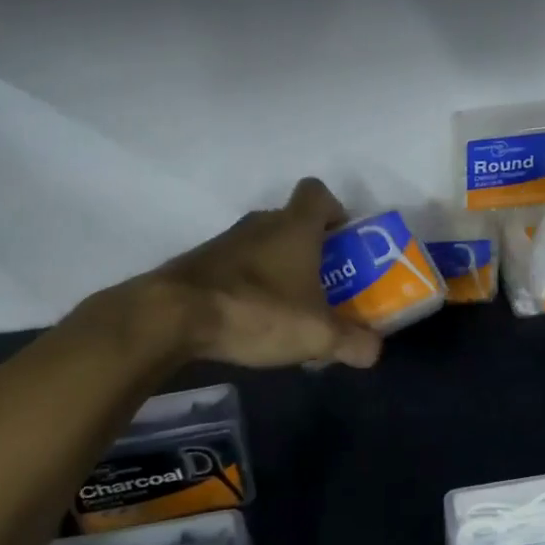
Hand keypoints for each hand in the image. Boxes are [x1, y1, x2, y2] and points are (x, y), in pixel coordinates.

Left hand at [87, 178, 383, 369]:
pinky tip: (251, 320)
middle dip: (311, 250)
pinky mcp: (200, 265)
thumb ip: (352, 342)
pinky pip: (236, 267)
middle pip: (292, 222)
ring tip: (288, 310)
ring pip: (263, 246)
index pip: (317, 192)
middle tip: (324, 285)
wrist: (171, 316)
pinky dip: (248, 285)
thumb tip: (373, 351)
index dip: (334, 210)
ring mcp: (226, 243)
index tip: (343, 240)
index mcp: (295, 227)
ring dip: (278, 269)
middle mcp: (260, 224)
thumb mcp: (317, 334)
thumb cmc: (256, 310)